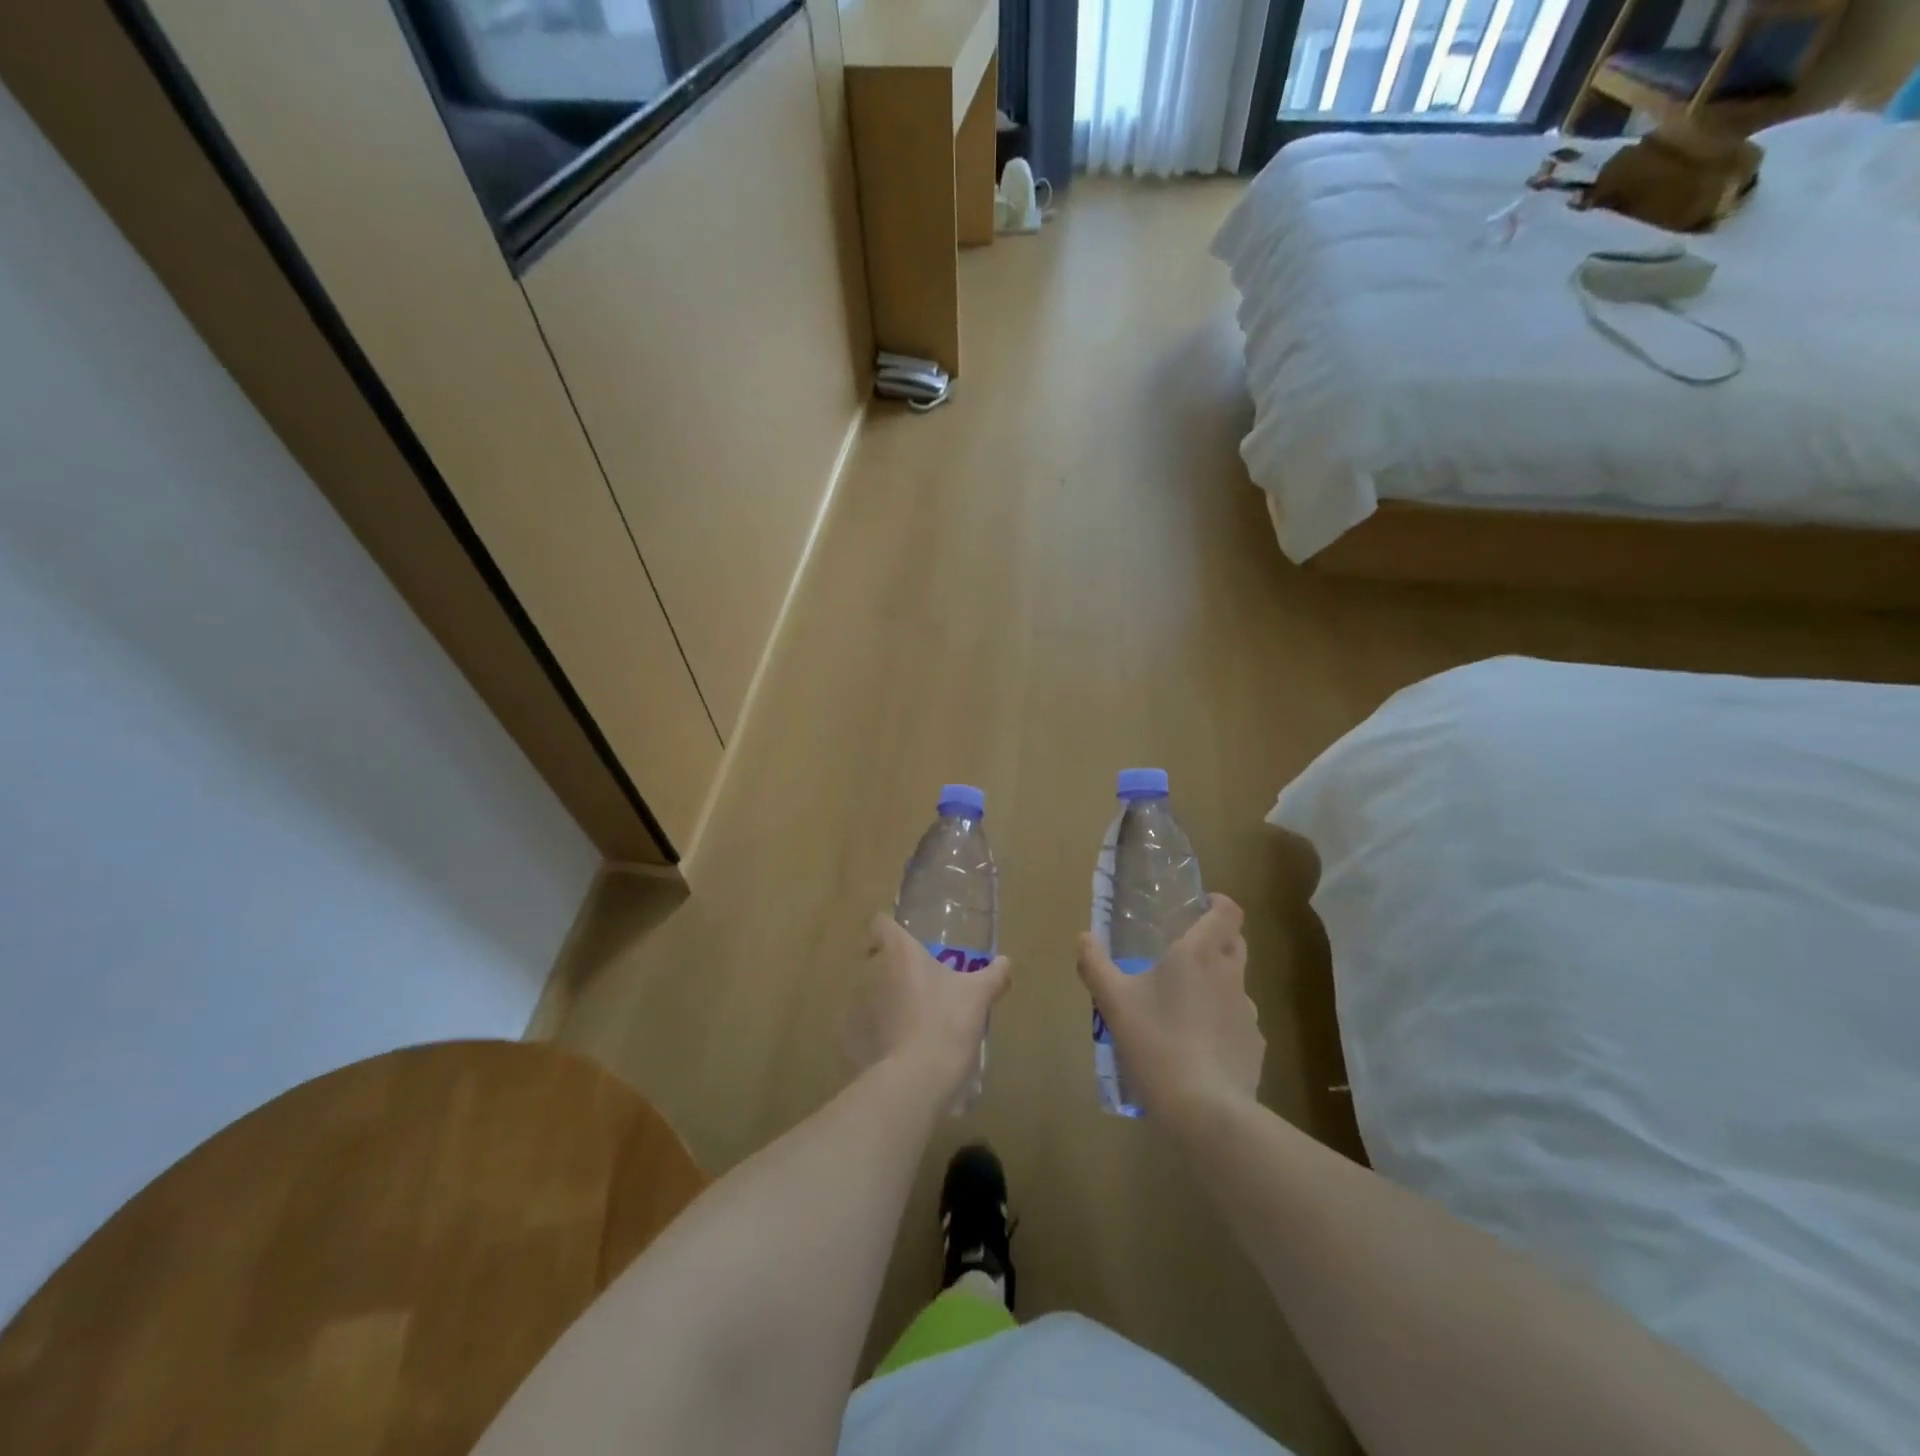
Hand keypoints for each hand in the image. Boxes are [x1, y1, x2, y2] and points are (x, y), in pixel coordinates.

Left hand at [843, 917, 1011, 1096]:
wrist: (916, 1077)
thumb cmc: (947, 1022)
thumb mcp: (979, 996)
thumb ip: (994, 975)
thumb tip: (1006, 962)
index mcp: (898, 951)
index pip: (880, 923)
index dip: (890, 930)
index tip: (907, 945)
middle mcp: (871, 970)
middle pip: (873, 959)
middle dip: (892, 969)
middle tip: (919, 988)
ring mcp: (855, 1004)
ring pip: (866, 992)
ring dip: (882, 1001)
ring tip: (909, 1022)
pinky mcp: (848, 1036)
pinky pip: (860, 1027)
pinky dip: (873, 1033)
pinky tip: (894, 1049)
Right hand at [1076, 895, 1262, 1118]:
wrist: (1204, 1109)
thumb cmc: (1156, 1041)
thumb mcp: (1113, 1002)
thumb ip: (1095, 965)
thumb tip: (1083, 937)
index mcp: (1198, 954)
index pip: (1228, 913)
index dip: (1219, 904)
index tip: (1201, 906)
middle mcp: (1230, 976)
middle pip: (1235, 944)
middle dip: (1217, 940)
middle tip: (1184, 953)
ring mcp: (1248, 1013)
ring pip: (1235, 985)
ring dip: (1216, 986)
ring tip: (1184, 1009)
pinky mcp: (1254, 1047)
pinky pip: (1237, 1024)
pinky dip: (1221, 1025)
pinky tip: (1198, 1049)